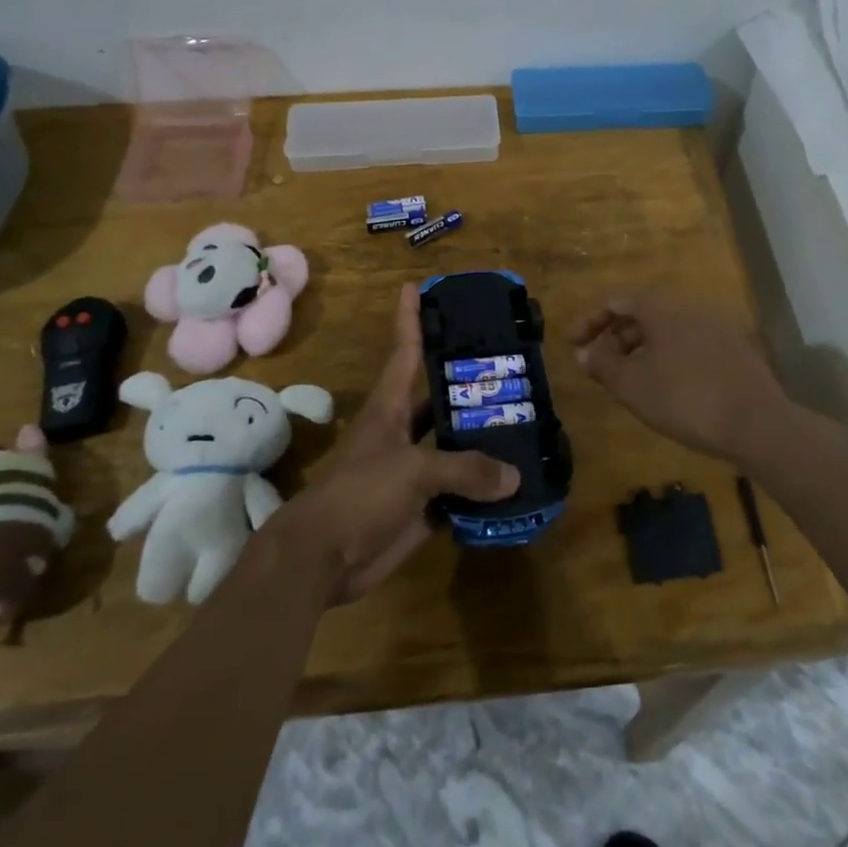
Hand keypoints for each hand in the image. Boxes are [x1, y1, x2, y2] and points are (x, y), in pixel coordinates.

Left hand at [273, 283, 518, 604]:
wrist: (322, 559)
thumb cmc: (360, 495)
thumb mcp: (414, 471)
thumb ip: (465, 469)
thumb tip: (514, 476)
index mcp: (390, 408)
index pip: (405, 351)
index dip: (411, 318)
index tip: (417, 286)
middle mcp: (402, 432)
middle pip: (439, 399)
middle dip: (469, 385)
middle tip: (511, 368)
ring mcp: (412, 470)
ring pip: (453, 447)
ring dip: (483, 440)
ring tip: (525, 423)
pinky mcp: (420, 507)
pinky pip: (459, 491)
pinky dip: (483, 489)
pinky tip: (514, 484)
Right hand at [569, 291, 790, 461]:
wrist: (758, 423)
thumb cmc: (685, 398)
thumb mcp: (632, 385)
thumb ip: (603, 365)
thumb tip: (585, 354)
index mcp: (662, 307)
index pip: (617, 300)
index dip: (590, 321)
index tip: (573, 345)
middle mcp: (690, 308)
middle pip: (642, 314)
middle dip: (615, 338)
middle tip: (599, 367)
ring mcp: (716, 328)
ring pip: (667, 331)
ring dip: (640, 350)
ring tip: (628, 381)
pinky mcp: (734, 352)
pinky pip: (688, 345)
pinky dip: (667, 359)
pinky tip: (665, 389)